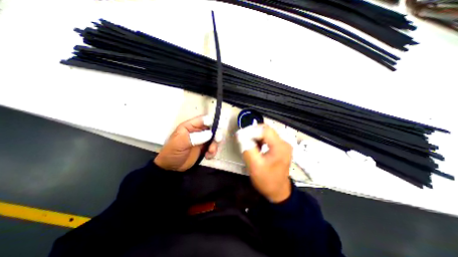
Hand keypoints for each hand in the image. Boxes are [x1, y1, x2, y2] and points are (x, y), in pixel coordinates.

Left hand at [156, 116, 221, 171]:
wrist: (171, 168)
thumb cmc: (172, 152)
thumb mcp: (180, 143)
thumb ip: (195, 137)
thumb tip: (210, 134)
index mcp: (190, 126)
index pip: (204, 119)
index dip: (212, 122)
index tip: (217, 129)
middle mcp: (198, 131)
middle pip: (212, 128)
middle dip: (216, 135)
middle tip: (217, 141)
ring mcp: (202, 139)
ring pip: (214, 138)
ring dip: (215, 145)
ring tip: (210, 152)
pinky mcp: (204, 148)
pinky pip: (213, 147)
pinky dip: (213, 151)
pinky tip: (208, 156)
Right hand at [238, 125, 290, 201]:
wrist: (278, 192)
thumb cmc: (267, 180)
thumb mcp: (255, 166)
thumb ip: (247, 149)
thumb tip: (240, 135)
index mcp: (280, 146)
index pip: (264, 130)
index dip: (251, 130)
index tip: (241, 136)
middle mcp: (283, 142)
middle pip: (266, 130)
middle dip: (253, 133)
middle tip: (243, 140)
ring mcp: (283, 145)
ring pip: (266, 133)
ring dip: (255, 136)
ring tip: (248, 144)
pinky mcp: (280, 147)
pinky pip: (268, 139)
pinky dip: (259, 140)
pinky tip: (255, 147)